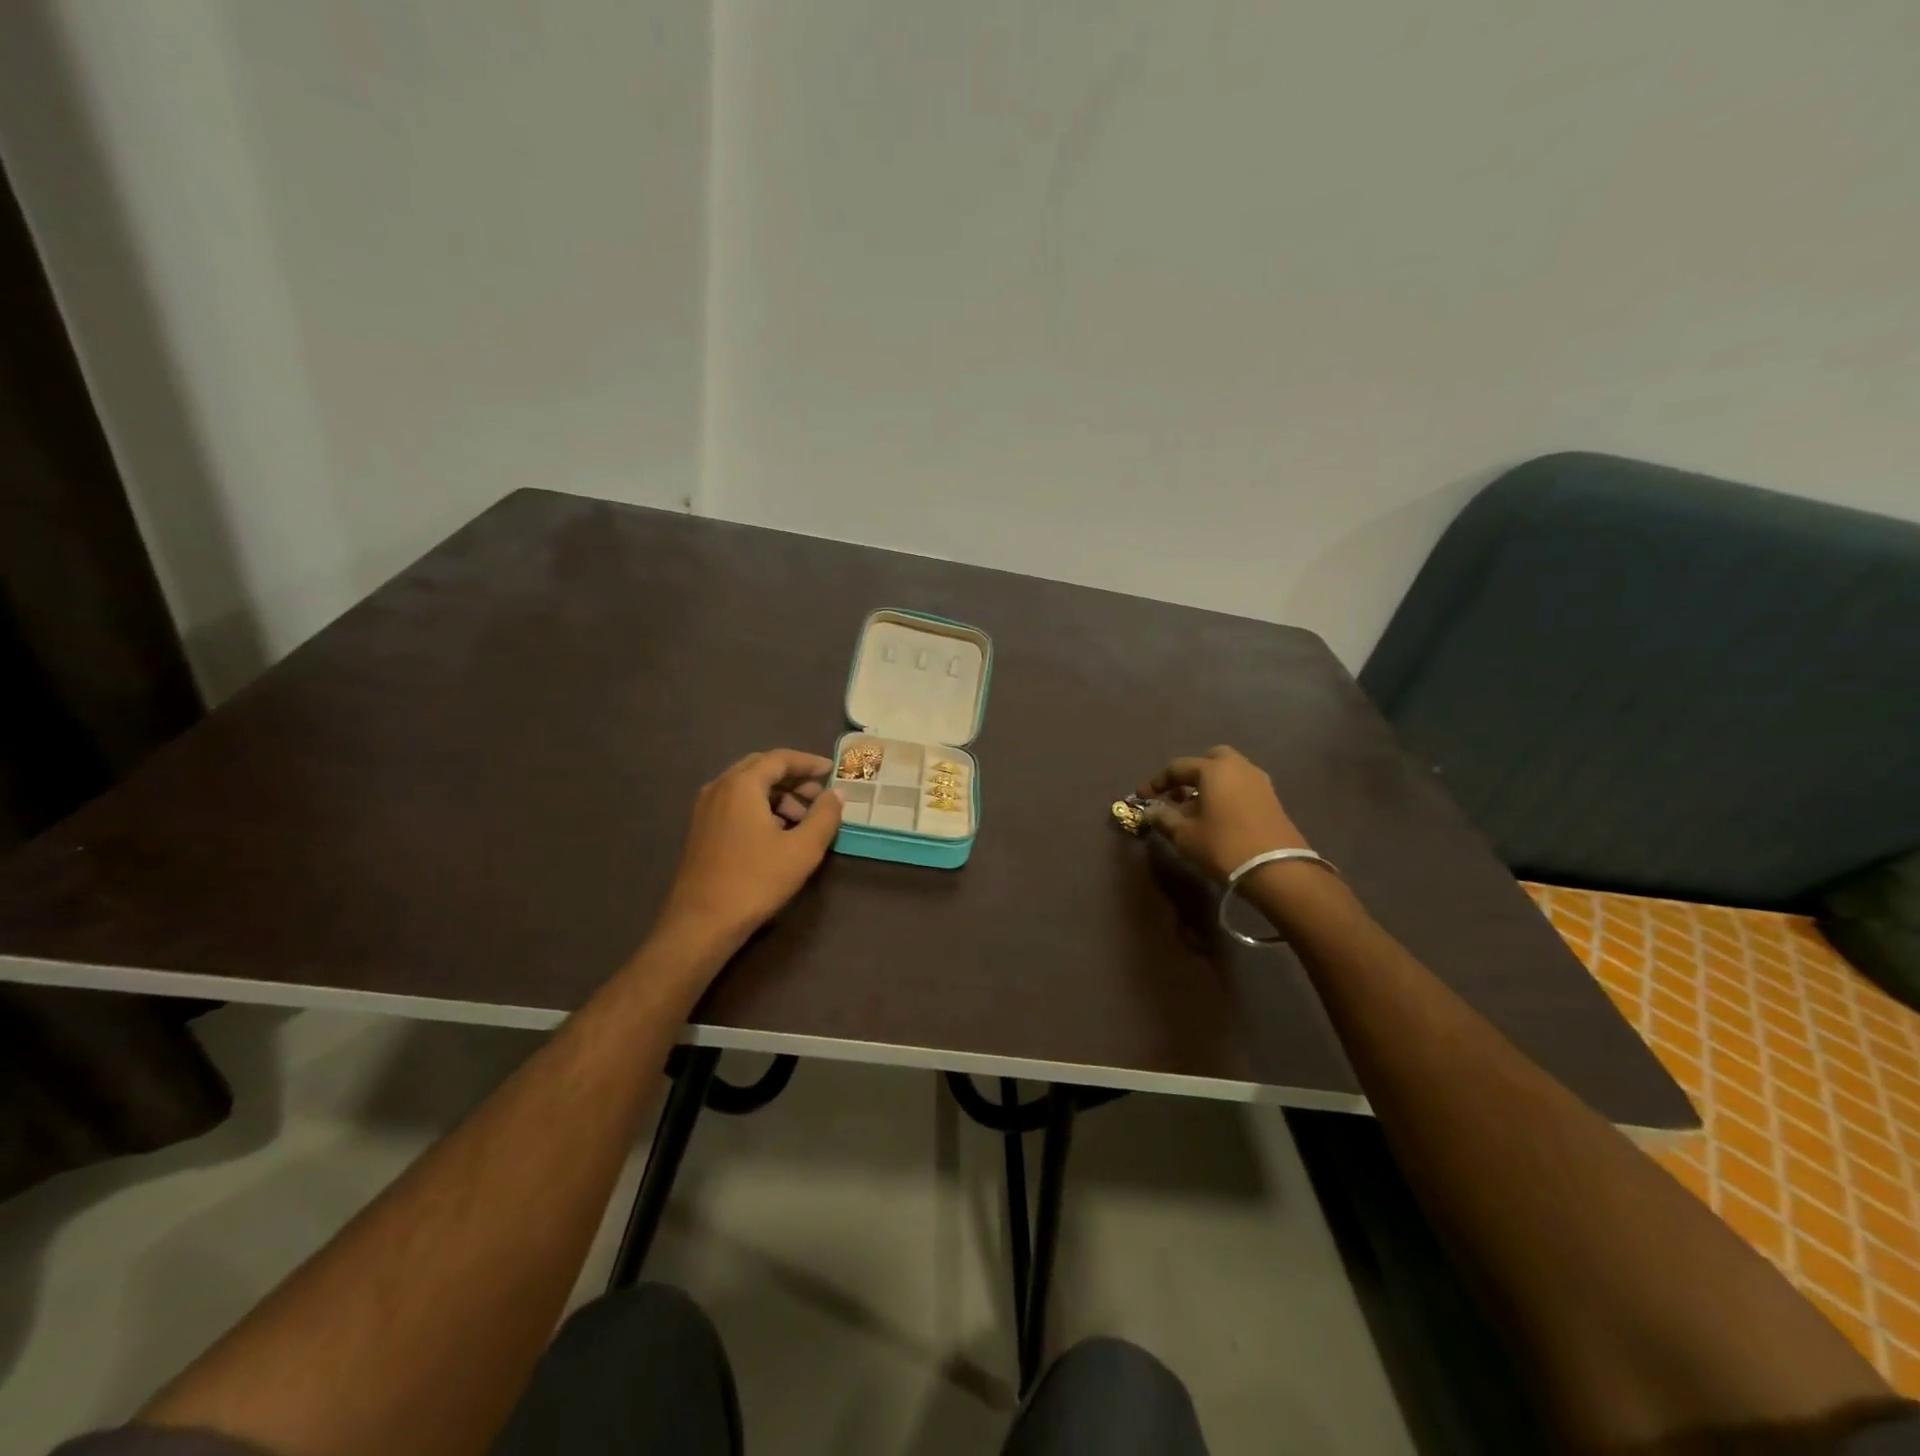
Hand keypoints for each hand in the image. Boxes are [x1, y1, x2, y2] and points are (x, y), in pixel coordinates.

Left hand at [658, 749, 843, 948]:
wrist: (701, 923)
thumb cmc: (756, 881)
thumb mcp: (803, 849)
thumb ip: (825, 816)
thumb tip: (838, 793)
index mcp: (742, 785)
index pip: (780, 758)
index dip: (809, 762)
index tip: (832, 771)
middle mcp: (719, 787)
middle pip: (762, 768)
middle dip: (794, 778)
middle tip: (820, 795)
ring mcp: (705, 809)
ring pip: (747, 787)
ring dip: (778, 795)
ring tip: (803, 820)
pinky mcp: (701, 829)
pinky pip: (735, 804)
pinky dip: (760, 808)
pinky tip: (778, 834)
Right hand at [1141, 745, 1310, 883]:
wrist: (1277, 870)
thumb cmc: (1223, 846)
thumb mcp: (1184, 835)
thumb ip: (1164, 818)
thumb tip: (1151, 811)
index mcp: (1213, 769)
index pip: (1177, 767)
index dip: (1157, 781)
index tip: (1143, 796)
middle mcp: (1238, 767)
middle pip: (1210, 759)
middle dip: (1191, 774)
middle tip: (1178, 794)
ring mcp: (1259, 782)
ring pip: (1229, 773)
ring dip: (1210, 784)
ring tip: (1196, 809)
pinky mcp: (1272, 800)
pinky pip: (1242, 786)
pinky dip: (1227, 793)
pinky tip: (1218, 817)